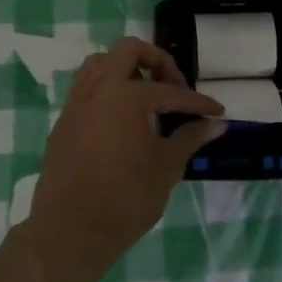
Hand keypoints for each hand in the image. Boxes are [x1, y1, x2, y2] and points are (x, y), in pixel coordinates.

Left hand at [26, 37, 223, 272]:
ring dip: (126, 69)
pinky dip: (107, 89)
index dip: (199, 102)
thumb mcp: (167, 167)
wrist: (70, 230)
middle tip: (174, 87)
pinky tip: (122, 117)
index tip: (217, 111)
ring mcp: (77, 101)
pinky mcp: (64, 120)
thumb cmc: (125, 198)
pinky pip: (87, 87)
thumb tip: (216, 124)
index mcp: (128, 94)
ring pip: (101, 62)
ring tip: (145, 95)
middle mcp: (100, 87)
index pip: (172, 92)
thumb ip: (190, 138)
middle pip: (129, 50)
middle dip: (157, 61)